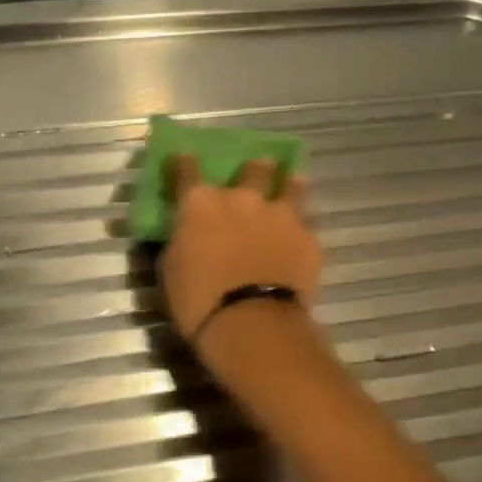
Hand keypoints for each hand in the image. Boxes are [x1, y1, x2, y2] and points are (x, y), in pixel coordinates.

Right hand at [159, 154, 322, 343]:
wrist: (252, 324)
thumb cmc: (198, 301)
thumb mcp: (172, 268)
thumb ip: (181, 240)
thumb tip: (187, 233)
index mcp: (201, 204)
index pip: (188, 169)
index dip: (184, 162)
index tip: (185, 157)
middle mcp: (243, 198)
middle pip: (254, 167)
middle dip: (254, 168)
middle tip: (256, 172)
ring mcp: (281, 215)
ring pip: (291, 185)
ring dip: (289, 184)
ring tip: (291, 184)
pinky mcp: (309, 238)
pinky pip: (307, 223)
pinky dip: (302, 226)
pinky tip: (301, 235)